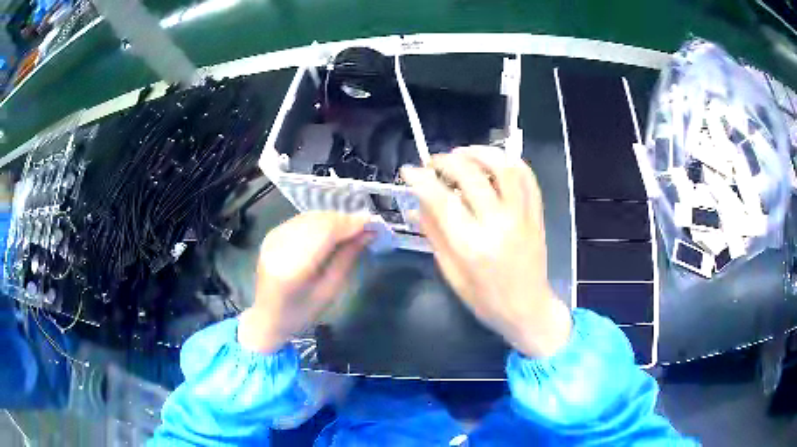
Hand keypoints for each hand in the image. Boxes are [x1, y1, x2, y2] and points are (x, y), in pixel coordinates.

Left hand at [238, 212, 371, 353]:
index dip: (350, 224)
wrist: (267, 317)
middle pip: (318, 220)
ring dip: (334, 219)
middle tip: (366, 226)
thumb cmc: (301, 313)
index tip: (373, 223)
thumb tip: (368, 233)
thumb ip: (347, 258)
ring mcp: (273, 236)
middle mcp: (280, 245)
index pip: (325, 232)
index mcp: (293, 267)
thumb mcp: (329, 291)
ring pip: (311, 216)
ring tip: (352, 229)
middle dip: (344, 220)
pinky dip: (321, 221)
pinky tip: (332, 230)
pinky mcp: (272, 234)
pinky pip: (302, 219)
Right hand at [401, 147, 571, 357]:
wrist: (528, 309)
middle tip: (434, 163)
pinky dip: (510, 161)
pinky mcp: (536, 214)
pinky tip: (494, 162)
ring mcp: (522, 216)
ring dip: (480, 152)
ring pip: (504, 167)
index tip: (409, 170)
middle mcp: (498, 225)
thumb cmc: (485, 299)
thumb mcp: (451, 273)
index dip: (420, 179)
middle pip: (471, 175)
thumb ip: (434, 235)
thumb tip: (417, 204)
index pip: (441, 200)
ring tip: (463, 154)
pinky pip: (527, 177)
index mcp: (472, 246)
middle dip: (446, 160)